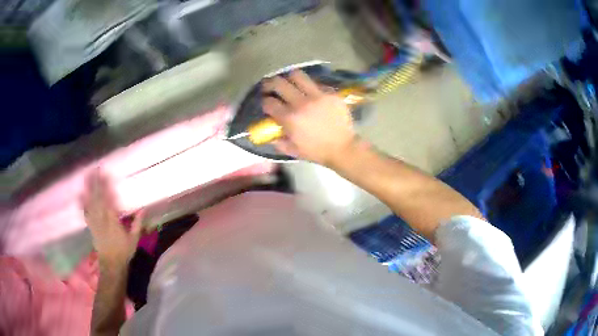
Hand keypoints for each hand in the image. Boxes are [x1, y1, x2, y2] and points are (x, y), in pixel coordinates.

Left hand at [81, 170, 142, 265]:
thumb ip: (137, 223)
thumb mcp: (134, 239)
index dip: (106, 186)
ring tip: (87, 176)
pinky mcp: (91, 226)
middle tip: (94, 169)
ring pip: (90, 202)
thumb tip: (143, 208)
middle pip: (97, 198)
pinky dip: (83, 203)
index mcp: (112, 221)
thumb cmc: (123, 251)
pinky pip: (86, 212)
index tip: (105, 174)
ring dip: (88, 188)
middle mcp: (102, 219)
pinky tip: (80, 194)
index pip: (108, 200)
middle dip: (95, 183)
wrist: (111, 264)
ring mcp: (95, 222)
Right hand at [262, 70, 356, 166]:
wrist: (343, 148)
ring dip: (289, 78)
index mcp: (289, 118)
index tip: (266, 103)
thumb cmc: (316, 152)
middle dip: (270, 83)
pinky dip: (309, 86)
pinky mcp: (330, 93)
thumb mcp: (292, 150)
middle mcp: (301, 103)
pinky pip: (316, 83)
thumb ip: (278, 141)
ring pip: (297, 75)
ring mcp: (317, 96)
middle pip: (279, 83)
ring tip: (289, 82)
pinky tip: (310, 92)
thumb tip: (270, 133)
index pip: (269, 102)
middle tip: (270, 86)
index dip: (265, 102)